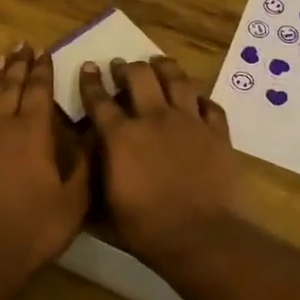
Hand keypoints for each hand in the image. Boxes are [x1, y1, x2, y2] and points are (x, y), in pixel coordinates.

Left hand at [0, 44, 89, 296]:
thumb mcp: (74, 201)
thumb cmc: (34, 229)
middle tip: (23, 46)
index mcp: (32, 133)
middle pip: (10, 87)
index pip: (39, 91)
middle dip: (19, 65)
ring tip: (2, 60)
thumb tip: (94, 133)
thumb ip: (85, 163)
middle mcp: (0, 126)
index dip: (43, 70)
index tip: (45, 52)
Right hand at [78, 57, 238, 268]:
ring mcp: (189, 122)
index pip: (99, 99)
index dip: (91, 81)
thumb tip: (82, 171)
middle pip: (139, 76)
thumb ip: (92, 184)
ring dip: (165, 68)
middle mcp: (154, 118)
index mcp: (120, 136)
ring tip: (159, 63)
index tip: (89, 67)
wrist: (201, 236)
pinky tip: (198, 101)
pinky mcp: (217, 132)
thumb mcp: (105, 211)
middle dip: (127, 68)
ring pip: (177, 79)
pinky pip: (210, 105)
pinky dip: (201, 100)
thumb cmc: (146, 229)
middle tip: (122, 67)